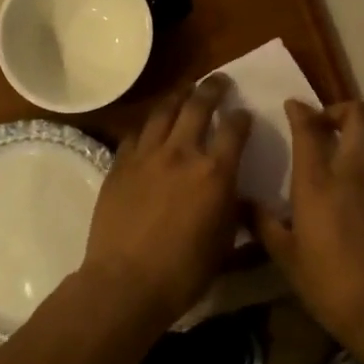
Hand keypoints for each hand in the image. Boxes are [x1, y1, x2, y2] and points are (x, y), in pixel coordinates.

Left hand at [79, 75, 252, 329]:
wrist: (126, 282)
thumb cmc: (183, 272)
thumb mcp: (224, 244)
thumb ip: (232, 210)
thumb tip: (237, 193)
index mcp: (214, 172)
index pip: (235, 129)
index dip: (242, 118)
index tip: (244, 113)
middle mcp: (182, 153)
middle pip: (199, 105)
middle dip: (212, 88)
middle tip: (219, 80)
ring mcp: (147, 155)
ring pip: (164, 110)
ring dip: (179, 96)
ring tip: (186, 90)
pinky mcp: (120, 163)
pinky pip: (136, 133)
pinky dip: (148, 126)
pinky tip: (151, 128)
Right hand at [256, 99, 363, 346]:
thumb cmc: (328, 282)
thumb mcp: (286, 256)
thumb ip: (263, 223)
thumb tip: (241, 202)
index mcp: (317, 182)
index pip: (309, 127)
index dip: (299, 110)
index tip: (291, 106)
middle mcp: (350, 173)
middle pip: (358, 116)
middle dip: (340, 108)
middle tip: (320, 123)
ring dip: (348, 140)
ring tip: (325, 161)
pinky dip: (356, 169)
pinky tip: (340, 197)